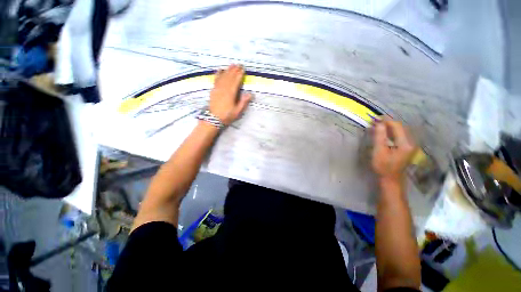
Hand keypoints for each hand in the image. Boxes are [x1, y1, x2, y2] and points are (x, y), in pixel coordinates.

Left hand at [209, 64, 251, 124]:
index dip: (239, 74)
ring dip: (228, 70)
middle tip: (238, 64)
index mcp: (231, 93)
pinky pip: (216, 79)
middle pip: (230, 77)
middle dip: (234, 70)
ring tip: (232, 65)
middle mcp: (224, 88)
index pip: (236, 81)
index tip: (243, 68)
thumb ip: (243, 102)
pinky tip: (220, 70)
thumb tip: (250, 94)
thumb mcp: (237, 111)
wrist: (213, 119)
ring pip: (223, 76)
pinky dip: (218, 74)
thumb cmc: (227, 116)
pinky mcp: (213, 90)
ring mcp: (217, 88)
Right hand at [372, 118, 415, 184]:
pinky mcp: (407, 147)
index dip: (386, 120)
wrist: (390, 179)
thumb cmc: (383, 166)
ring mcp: (410, 145)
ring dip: (389, 127)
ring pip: (400, 131)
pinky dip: (391, 132)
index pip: (397, 126)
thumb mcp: (379, 151)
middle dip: (387, 122)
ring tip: (378, 125)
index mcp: (405, 144)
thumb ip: (379, 136)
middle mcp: (411, 142)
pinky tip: (384, 132)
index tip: (375, 118)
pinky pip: (399, 135)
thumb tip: (379, 123)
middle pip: (400, 127)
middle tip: (375, 121)